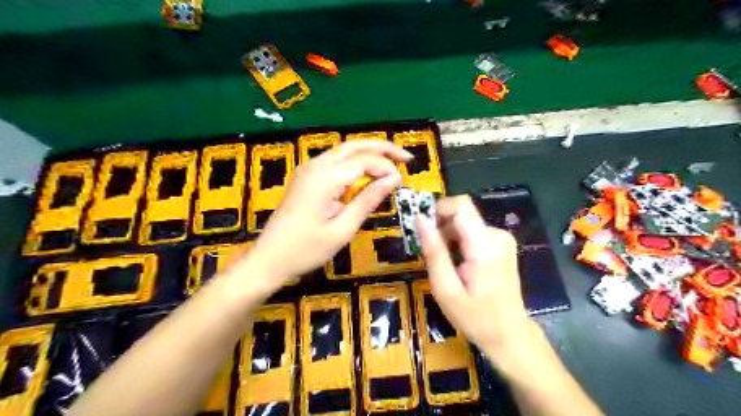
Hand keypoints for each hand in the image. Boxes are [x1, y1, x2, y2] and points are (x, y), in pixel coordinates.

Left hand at [246, 142, 409, 290]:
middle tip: (406, 158)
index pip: (364, 161)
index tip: (402, 180)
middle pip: (354, 146)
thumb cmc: (306, 250)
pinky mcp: (306, 176)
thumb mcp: (343, 228)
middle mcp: (315, 165)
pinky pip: (334, 161)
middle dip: (381, 148)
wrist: (269, 259)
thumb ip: (368, 200)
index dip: (386, 167)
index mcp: (325, 178)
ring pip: (344, 150)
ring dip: (368, 153)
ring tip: (391, 162)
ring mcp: (308, 169)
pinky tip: (366, 172)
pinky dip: (354, 162)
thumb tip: (394, 179)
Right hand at [416, 195, 531, 363]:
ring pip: (465, 222)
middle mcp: (497, 235)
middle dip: (440, 226)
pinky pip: (472, 231)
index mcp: (485, 246)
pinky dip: (458, 241)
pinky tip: (456, 263)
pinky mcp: (501, 243)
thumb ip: (434, 251)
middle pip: (461, 213)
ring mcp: (502, 238)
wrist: (509, 335)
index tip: (421, 228)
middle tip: (429, 252)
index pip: (460, 206)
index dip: (437, 209)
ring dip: (448, 235)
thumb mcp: (446, 289)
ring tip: (443, 263)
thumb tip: (420, 218)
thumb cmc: (475, 317)